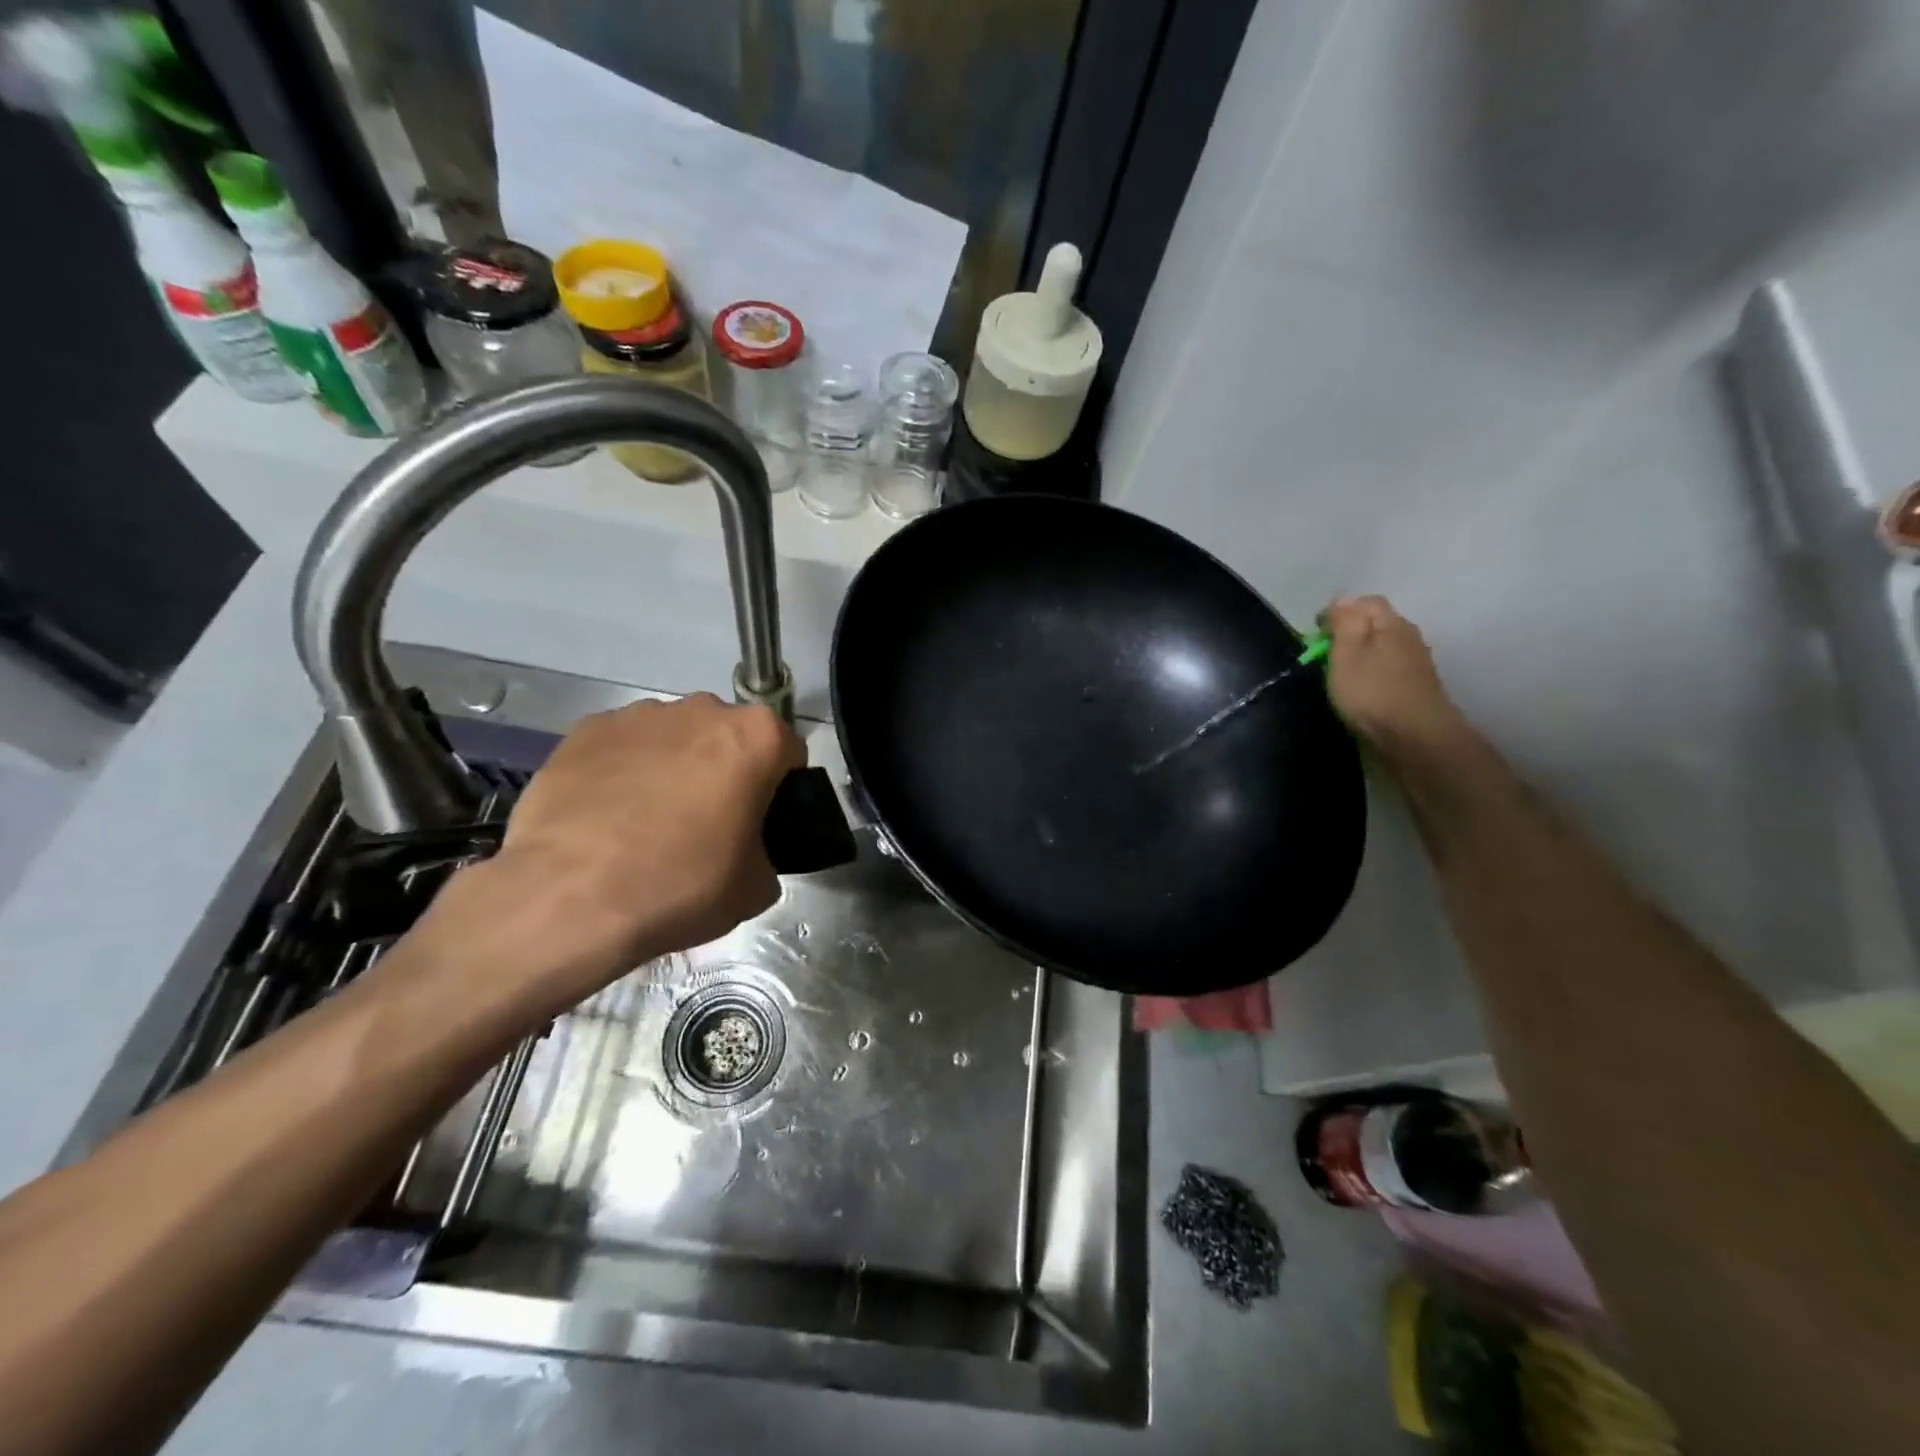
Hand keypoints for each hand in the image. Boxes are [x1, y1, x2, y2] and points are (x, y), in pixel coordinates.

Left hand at [413, 694, 804, 1018]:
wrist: (569, 898)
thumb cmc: (680, 885)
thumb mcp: (756, 888)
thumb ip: (768, 853)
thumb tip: (749, 851)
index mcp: (757, 737)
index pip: (787, 752)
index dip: (779, 789)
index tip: (759, 822)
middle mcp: (703, 709)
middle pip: (728, 737)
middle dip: (725, 769)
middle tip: (706, 824)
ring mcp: (640, 714)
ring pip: (674, 737)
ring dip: (673, 766)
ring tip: (646, 822)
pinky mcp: (586, 729)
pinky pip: (622, 746)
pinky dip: (623, 770)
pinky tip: (606, 816)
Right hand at [1320, 595, 1466, 757]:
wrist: (1414, 738)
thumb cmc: (1372, 691)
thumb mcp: (1347, 651)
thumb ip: (1344, 622)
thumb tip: (1342, 600)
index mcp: (1392, 623)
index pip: (1365, 602)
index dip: (1338, 612)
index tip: (1316, 634)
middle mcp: (1408, 638)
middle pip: (1375, 624)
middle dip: (1348, 634)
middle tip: (1324, 656)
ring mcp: (1415, 665)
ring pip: (1381, 649)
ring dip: (1359, 656)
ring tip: (1338, 676)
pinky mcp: (1413, 689)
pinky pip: (1386, 671)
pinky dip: (1369, 675)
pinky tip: (1359, 691)